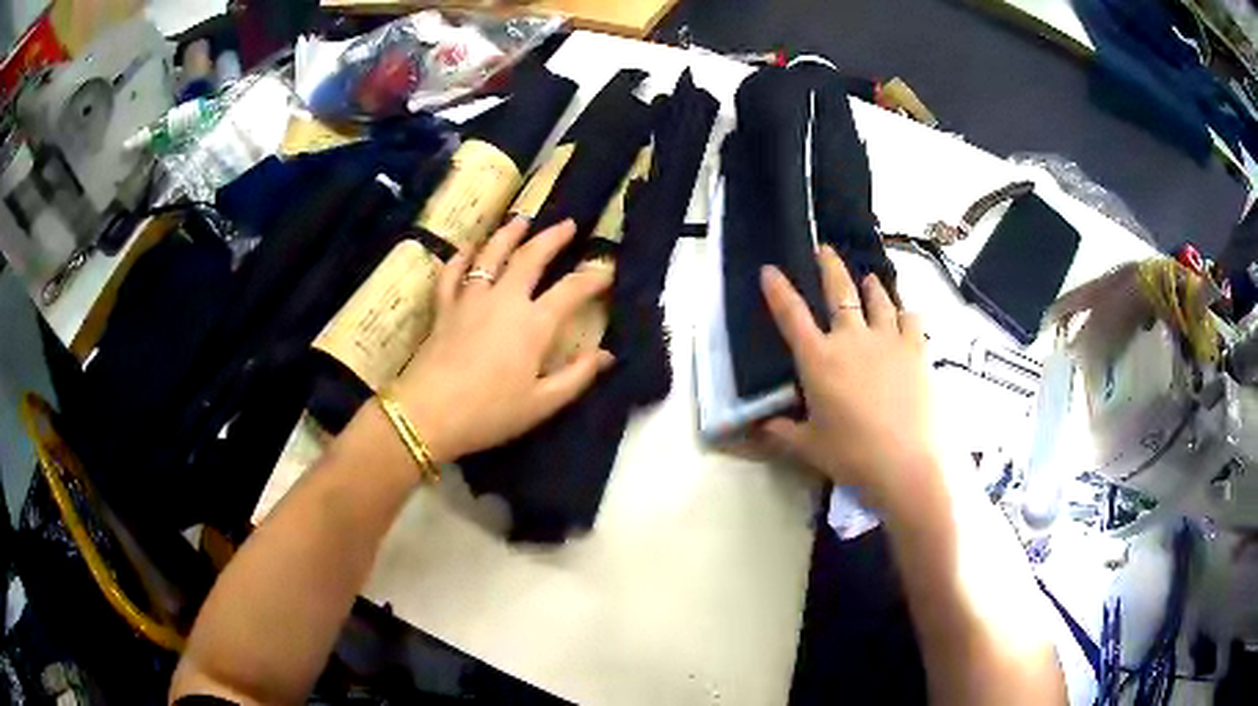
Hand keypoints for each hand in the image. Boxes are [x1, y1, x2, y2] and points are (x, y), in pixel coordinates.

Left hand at [391, 217, 613, 462]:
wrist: (428, 414)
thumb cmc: (489, 413)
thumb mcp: (542, 403)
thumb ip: (577, 376)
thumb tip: (606, 355)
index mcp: (533, 323)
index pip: (571, 290)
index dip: (593, 277)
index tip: (607, 268)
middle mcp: (504, 299)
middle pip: (531, 257)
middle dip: (552, 238)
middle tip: (568, 224)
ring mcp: (470, 299)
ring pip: (491, 254)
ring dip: (509, 234)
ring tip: (522, 220)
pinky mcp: (444, 307)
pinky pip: (452, 273)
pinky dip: (461, 257)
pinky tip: (467, 247)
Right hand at [758, 245, 938, 513]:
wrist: (903, 463)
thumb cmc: (850, 455)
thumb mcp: (808, 446)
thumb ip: (782, 431)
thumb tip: (760, 427)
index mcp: (819, 359)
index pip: (791, 315)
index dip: (778, 290)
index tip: (770, 270)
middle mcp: (851, 339)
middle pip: (839, 291)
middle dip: (829, 266)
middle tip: (824, 249)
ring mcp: (887, 340)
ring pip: (878, 299)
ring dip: (871, 286)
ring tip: (868, 279)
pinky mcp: (915, 350)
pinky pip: (911, 319)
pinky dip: (906, 312)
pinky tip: (905, 313)